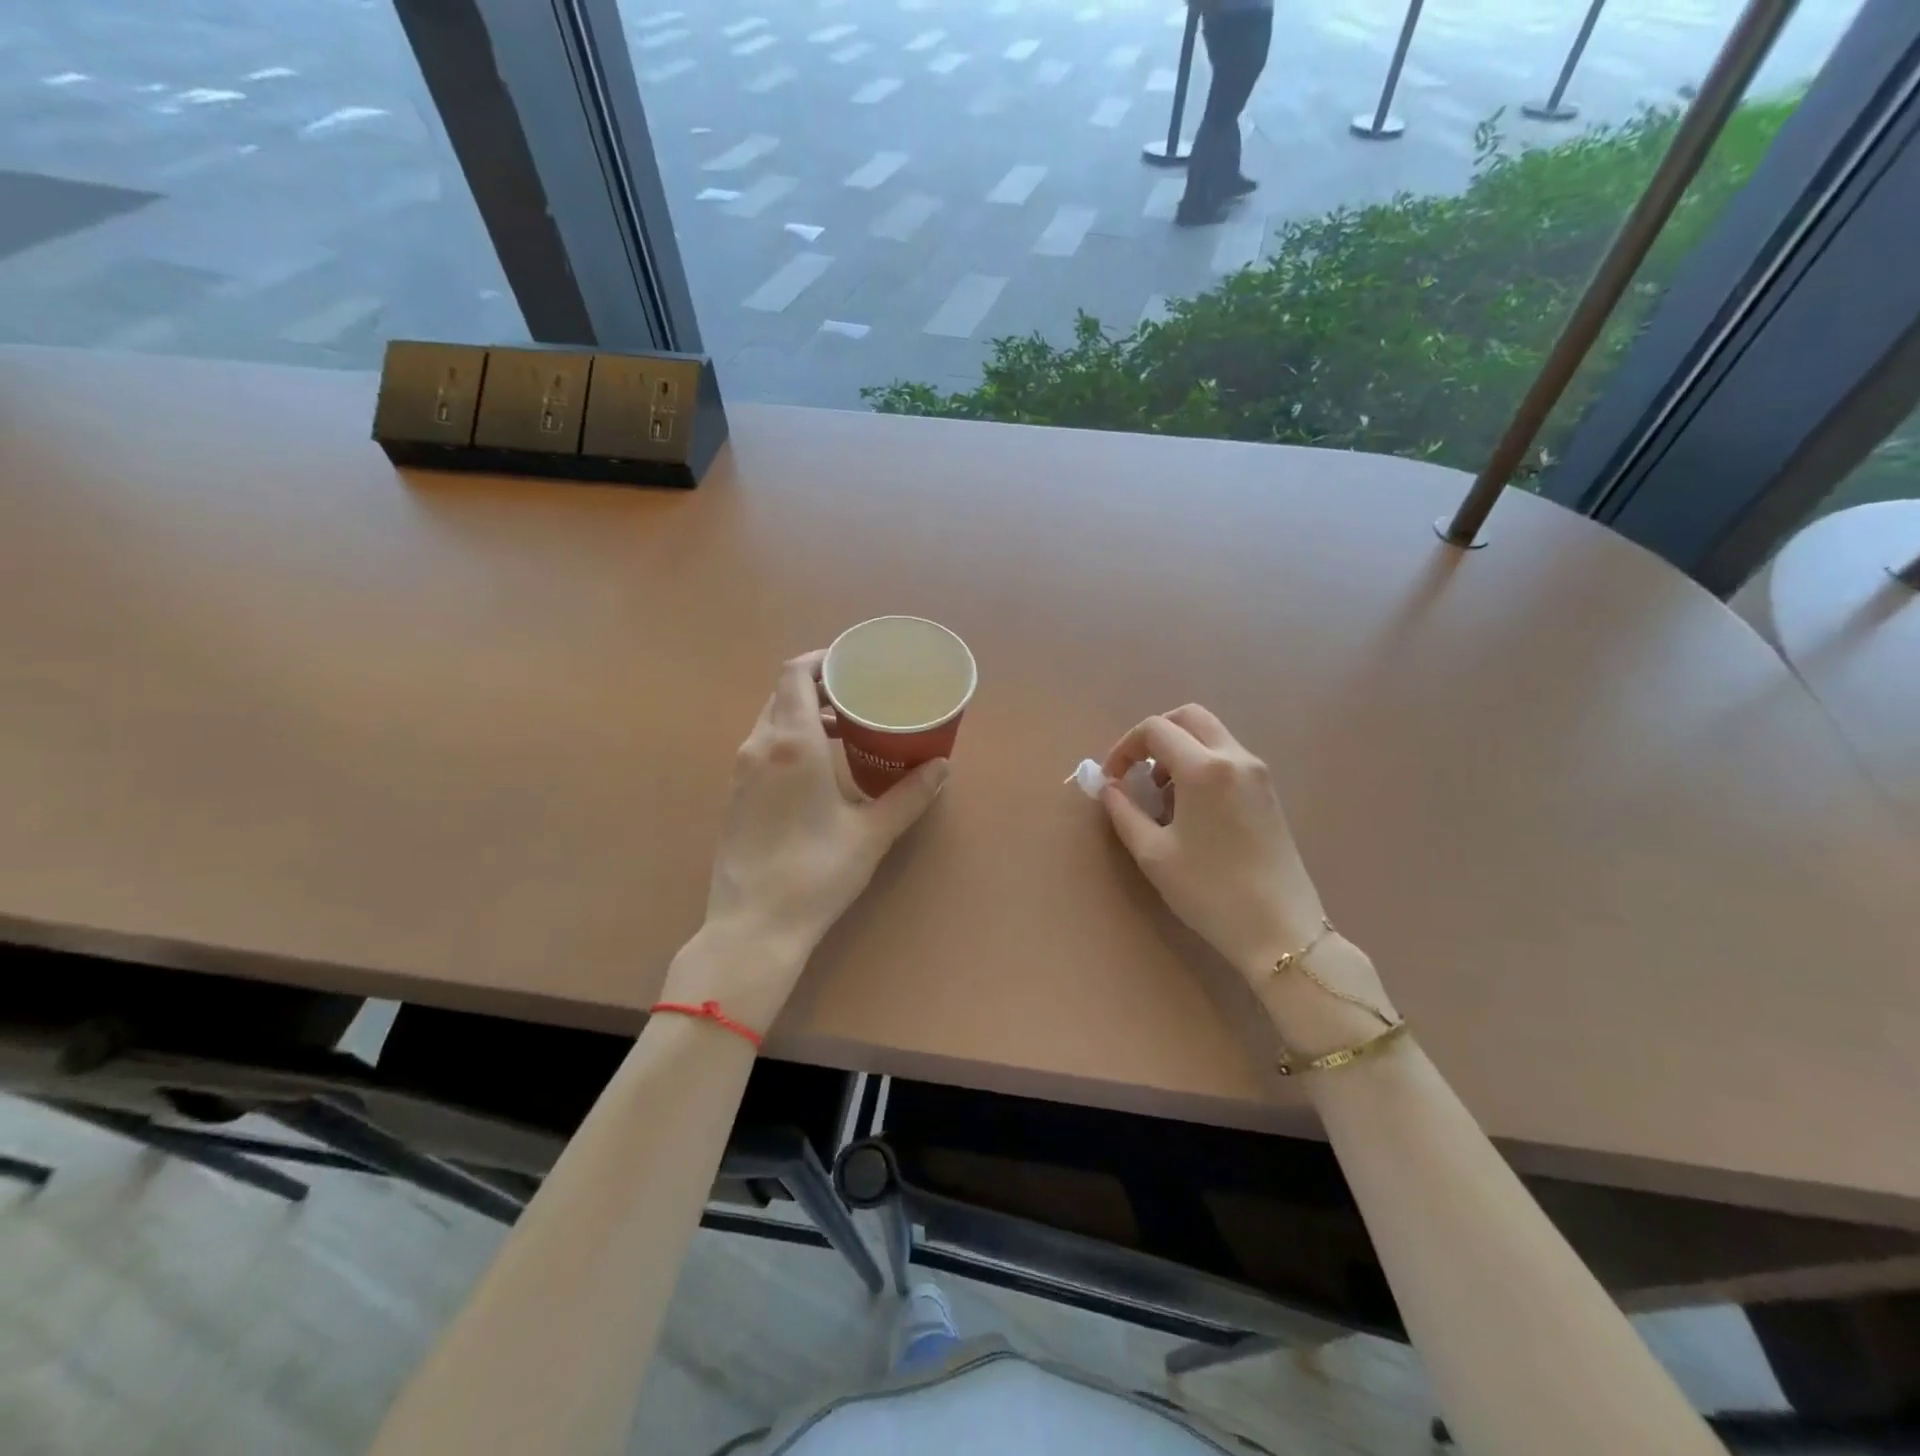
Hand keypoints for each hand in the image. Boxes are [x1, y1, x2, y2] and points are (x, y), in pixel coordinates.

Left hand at [675, 652, 947, 1025]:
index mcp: (791, 743)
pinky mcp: (735, 795)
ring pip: (770, 721)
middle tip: (857, 695)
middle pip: (782, 693)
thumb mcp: (871, 832)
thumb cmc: (816, 873)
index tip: (851, 664)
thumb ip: (909, 795)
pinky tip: (818, 768)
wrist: (754, 925)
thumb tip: (941, 767)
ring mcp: (741, 772)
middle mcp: (759, 747)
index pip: (794, 674)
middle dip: (818, 686)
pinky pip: (762, 747)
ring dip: (804, 714)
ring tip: (844, 729)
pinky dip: (789, 739)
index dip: (821, 659)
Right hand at [1100, 706, 1394, 1050]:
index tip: (1111, 779)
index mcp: (1204, 768)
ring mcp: (1258, 773)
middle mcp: (1235, 758)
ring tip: (1161, 795)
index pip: (1155, 729)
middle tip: (1135, 770)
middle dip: (1155, 735)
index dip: (1124, 747)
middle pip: (1189, 717)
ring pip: (1211, 735)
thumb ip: (1123, 811)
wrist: (1281, 930)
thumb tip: (1109, 786)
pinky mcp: (1268, 792)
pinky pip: (1227, 757)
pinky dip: (1201, 764)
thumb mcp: (1153, 853)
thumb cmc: (1209, 891)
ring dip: (1179, 750)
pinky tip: (1190, 808)